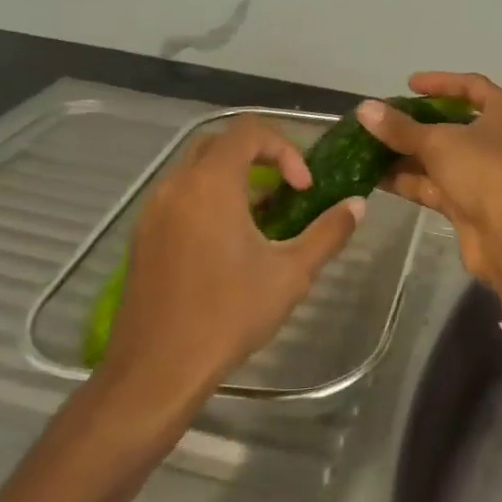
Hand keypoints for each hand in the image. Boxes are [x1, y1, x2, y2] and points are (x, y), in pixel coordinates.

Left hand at [95, 117, 363, 424]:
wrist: (157, 369)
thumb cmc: (228, 314)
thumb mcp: (292, 273)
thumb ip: (328, 233)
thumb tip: (357, 205)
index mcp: (210, 185)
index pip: (248, 131)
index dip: (285, 148)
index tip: (303, 187)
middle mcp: (176, 186)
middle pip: (219, 142)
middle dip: (259, 155)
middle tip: (287, 188)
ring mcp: (153, 211)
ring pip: (197, 170)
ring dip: (234, 178)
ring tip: (265, 218)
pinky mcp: (144, 236)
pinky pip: (181, 195)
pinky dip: (210, 198)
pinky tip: (231, 242)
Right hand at [358, 72, 501, 288]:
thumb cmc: (484, 172)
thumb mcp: (439, 142)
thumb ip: (400, 127)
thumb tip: (364, 108)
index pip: (472, 86)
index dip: (440, 82)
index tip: (408, 84)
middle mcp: (497, 140)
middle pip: (452, 124)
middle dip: (415, 123)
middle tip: (381, 119)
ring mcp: (483, 173)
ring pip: (439, 157)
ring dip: (405, 153)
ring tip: (366, 146)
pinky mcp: (468, 203)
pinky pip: (434, 184)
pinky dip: (408, 180)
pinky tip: (374, 176)